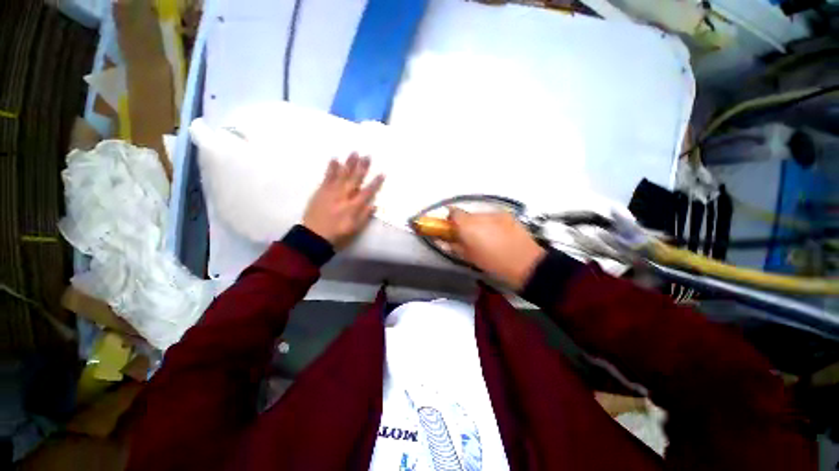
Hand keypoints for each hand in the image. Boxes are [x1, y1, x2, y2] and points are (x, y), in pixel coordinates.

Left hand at [303, 153, 383, 248]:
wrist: (314, 235)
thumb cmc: (338, 233)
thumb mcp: (355, 228)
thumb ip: (364, 216)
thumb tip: (374, 204)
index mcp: (353, 206)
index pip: (367, 192)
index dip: (375, 183)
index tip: (382, 173)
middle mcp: (344, 196)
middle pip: (355, 179)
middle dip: (362, 167)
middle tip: (367, 155)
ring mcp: (331, 192)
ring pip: (342, 175)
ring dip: (349, 164)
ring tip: (354, 153)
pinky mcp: (321, 191)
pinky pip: (327, 177)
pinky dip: (331, 168)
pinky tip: (335, 159)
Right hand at [448, 209, 545, 289]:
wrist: (526, 264)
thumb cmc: (493, 263)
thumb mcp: (469, 257)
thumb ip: (453, 246)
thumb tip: (441, 240)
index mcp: (468, 225)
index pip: (452, 212)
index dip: (450, 219)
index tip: (451, 229)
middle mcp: (480, 214)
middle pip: (467, 214)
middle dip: (465, 224)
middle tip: (470, 238)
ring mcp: (496, 213)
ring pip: (481, 215)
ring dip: (479, 224)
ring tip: (487, 238)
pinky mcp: (508, 215)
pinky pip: (494, 217)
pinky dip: (492, 224)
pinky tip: (499, 236)